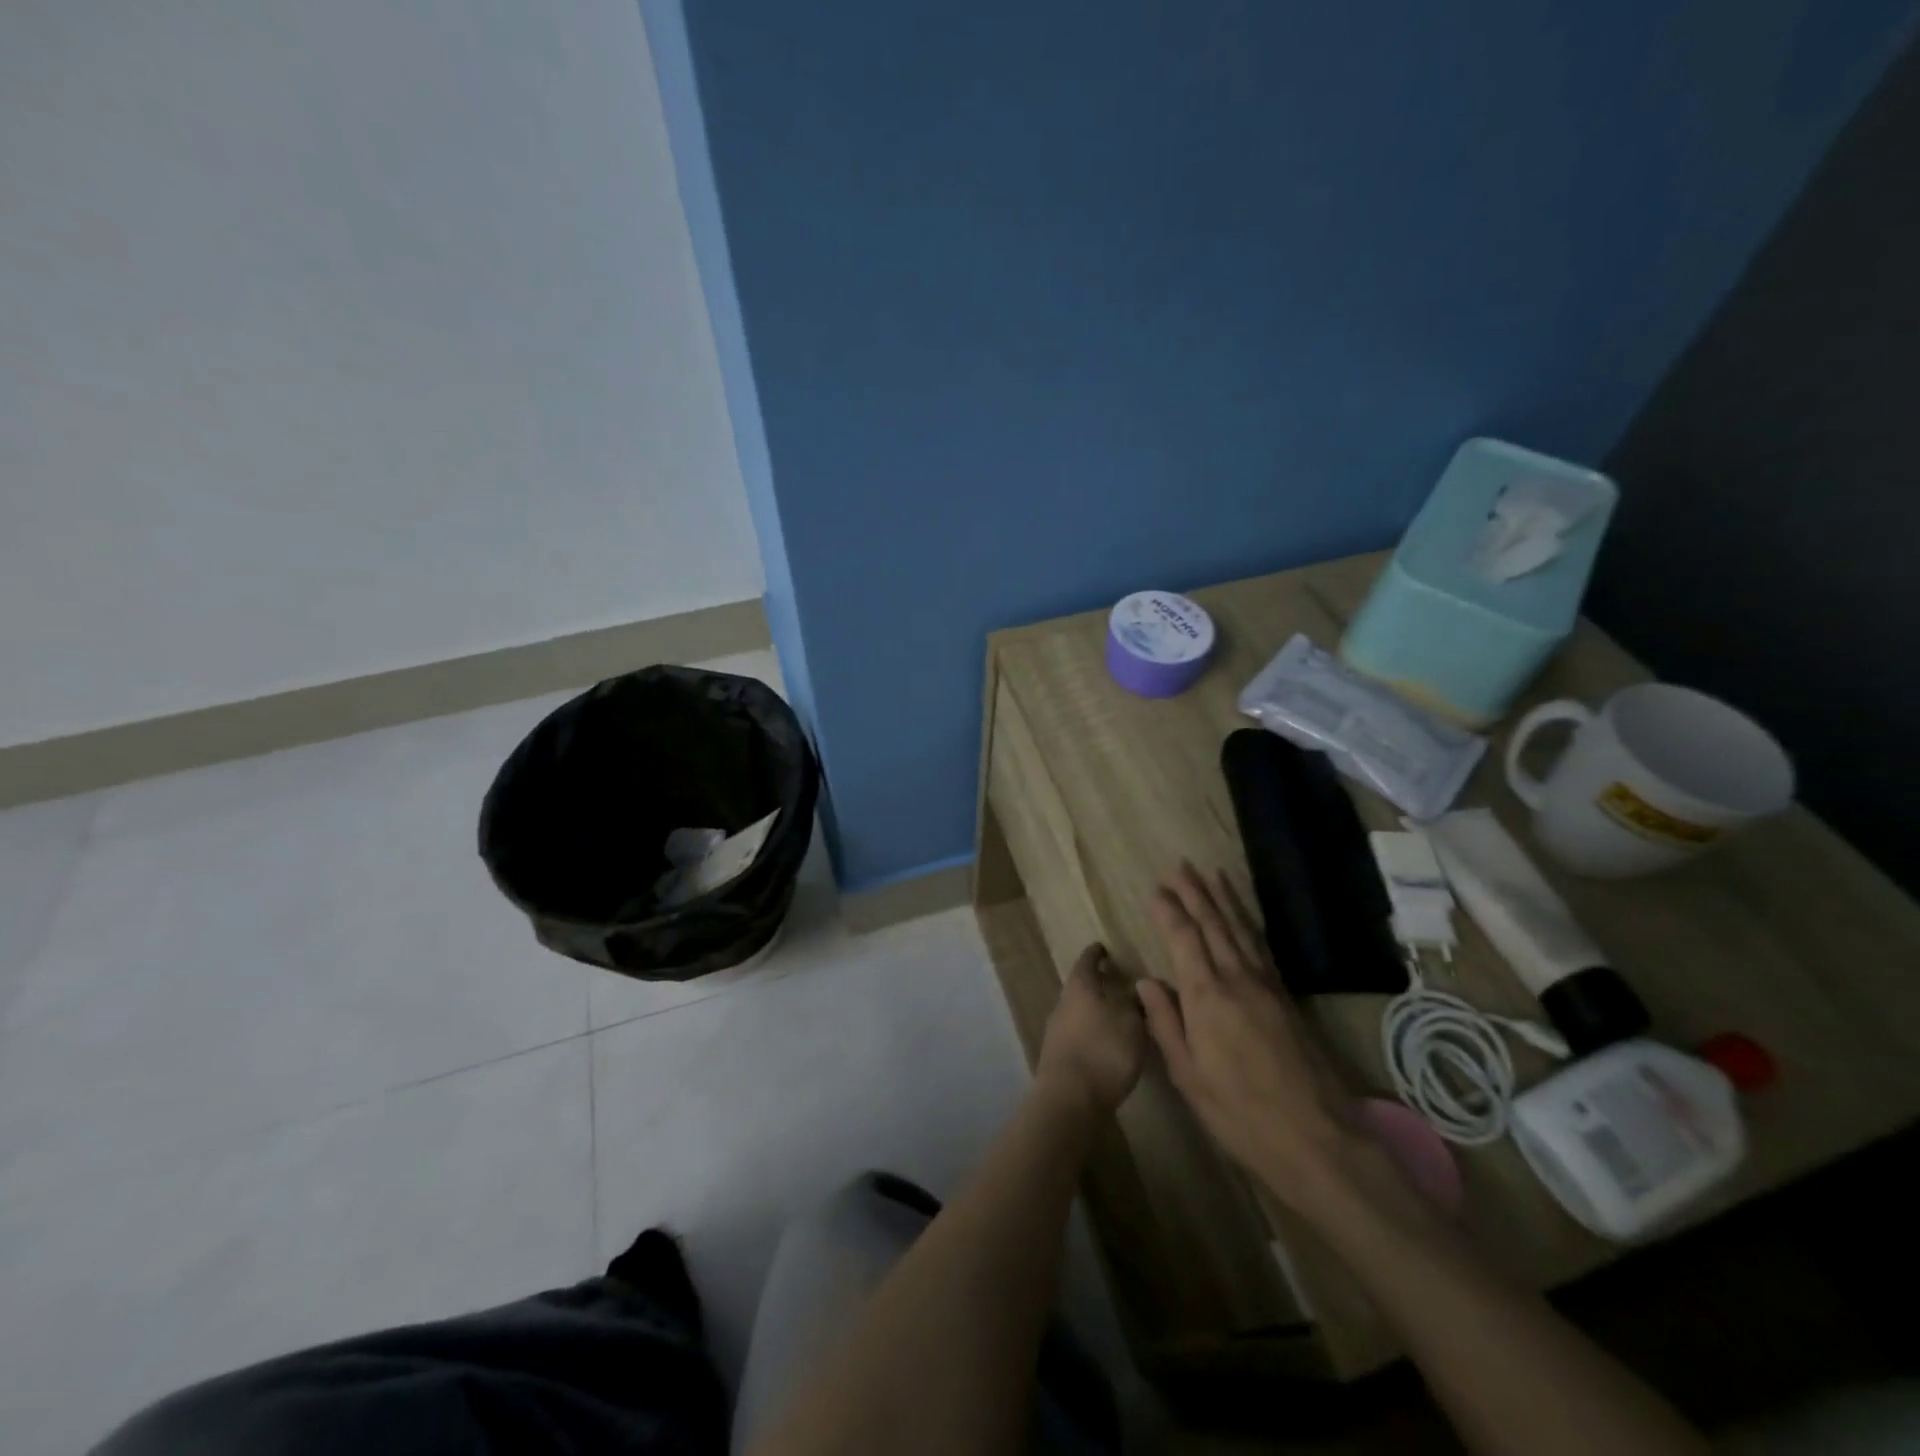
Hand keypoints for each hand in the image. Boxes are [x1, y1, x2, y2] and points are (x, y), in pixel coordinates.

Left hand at [1036, 945, 1147, 1115]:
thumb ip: (1135, 1003)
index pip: (1087, 961)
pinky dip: (1092, 1035)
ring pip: (1078, 1012)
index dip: (1096, 953)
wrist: (1069, 1098)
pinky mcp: (1058, 1057)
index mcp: (1079, 986)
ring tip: (1119, 1018)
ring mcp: (1056, 1031)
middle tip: (1119, 985)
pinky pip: (1078, 1036)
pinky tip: (1107, 1047)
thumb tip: (1135, 991)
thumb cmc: (1104, 1050)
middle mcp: (1063, 1003)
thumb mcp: (1132, 1022)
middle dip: (1098, 985)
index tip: (1103, 948)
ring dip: (1096, 1013)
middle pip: (1080, 987)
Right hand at [1138, 864, 1367, 1212]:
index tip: (1156, 889)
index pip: (1184, 939)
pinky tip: (1244, 918)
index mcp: (1207, 996)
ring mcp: (1266, 986)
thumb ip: (1166, 1024)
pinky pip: (1261, 947)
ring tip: (1212, 874)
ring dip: (1225, 900)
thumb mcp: (1189, 1076)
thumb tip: (1148, 982)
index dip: (1169, 912)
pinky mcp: (1286, 998)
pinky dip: (1249, 923)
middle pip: (1214, 924)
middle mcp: (1237, 979)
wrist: (1319, 1139)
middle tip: (1181, 865)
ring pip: (1241, 930)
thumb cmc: (1241, 1113)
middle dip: (1196, 893)